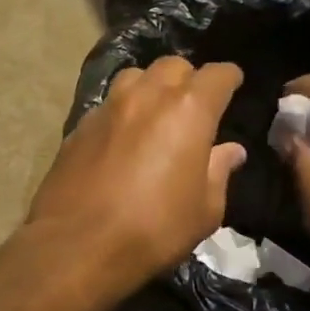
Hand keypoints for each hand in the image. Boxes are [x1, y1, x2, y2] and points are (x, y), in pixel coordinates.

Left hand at [28, 57, 247, 292]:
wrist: (76, 244)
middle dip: (187, 79)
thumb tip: (230, 151)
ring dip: (149, 87)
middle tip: (192, 105)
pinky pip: (106, 106)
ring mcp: (106, 109)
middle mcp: (145, 97)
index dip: (229, 79)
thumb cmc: (152, 230)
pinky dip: (120, 112)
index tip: (233, 87)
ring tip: (153, 113)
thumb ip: (219, 172)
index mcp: (187, 109)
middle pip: (172, 66)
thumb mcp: (204, 210)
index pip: (217, 74)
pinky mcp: (77, 128)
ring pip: (133, 77)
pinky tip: (121, 138)